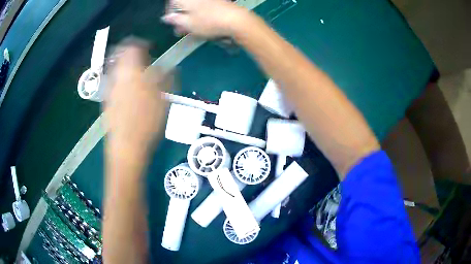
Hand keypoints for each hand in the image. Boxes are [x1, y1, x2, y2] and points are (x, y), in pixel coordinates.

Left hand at [103, 43, 171, 159]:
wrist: (127, 146)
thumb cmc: (147, 121)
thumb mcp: (163, 97)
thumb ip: (167, 78)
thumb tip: (171, 68)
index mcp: (130, 71)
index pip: (132, 46)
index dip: (141, 44)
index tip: (149, 49)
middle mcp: (116, 76)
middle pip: (120, 56)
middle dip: (131, 56)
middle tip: (143, 62)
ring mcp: (109, 89)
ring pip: (116, 70)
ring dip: (126, 69)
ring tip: (138, 78)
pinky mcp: (107, 101)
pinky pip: (114, 84)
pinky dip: (122, 82)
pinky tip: (131, 94)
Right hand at [162, 0, 248, 37]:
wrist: (235, 19)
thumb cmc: (208, 22)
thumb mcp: (188, 24)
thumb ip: (175, 20)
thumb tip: (166, 17)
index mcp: (187, 0)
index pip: (172, 1)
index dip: (169, 11)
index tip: (171, 22)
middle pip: (183, 5)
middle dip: (180, 17)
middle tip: (181, 30)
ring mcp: (208, 0)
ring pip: (193, 8)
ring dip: (189, 18)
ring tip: (191, 30)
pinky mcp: (218, 3)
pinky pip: (204, 9)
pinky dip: (200, 16)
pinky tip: (202, 25)